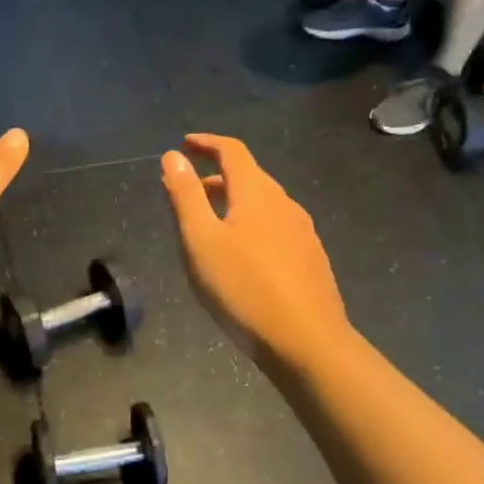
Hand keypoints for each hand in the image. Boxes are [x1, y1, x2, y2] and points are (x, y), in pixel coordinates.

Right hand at [160, 134, 346, 364]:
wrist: (306, 341)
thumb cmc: (243, 287)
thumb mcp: (200, 240)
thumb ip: (186, 195)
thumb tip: (173, 156)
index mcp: (256, 193)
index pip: (232, 151)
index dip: (207, 142)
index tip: (184, 144)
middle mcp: (284, 203)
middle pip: (250, 176)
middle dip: (217, 174)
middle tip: (189, 187)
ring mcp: (302, 231)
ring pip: (264, 203)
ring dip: (234, 201)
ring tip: (210, 221)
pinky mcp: (310, 258)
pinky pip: (275, 226)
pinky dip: (252, 223)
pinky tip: (243, 254)